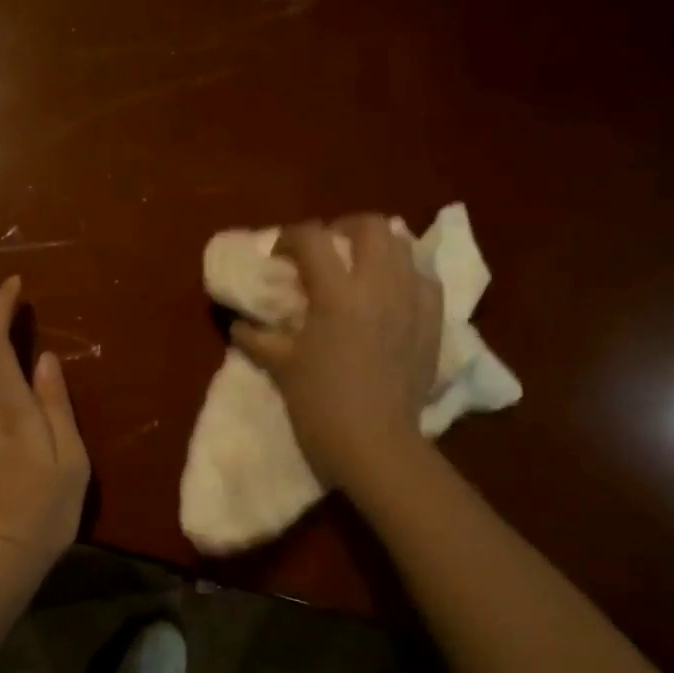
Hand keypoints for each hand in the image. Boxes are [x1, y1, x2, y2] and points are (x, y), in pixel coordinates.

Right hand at [231, 215, 444, 491]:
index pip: (311, 238)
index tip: (279, 255)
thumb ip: (257, 339)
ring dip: (378, 246)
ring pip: (403, 246)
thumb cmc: (320, 405)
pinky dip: (407, 274)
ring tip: (360, 265)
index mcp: (337, 293)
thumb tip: (239, 324)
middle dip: (341, 228)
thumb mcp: (281, 367)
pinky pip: (426, 279)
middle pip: (368, 226)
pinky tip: (393, 292)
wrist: (375, 445)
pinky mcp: (434, 323)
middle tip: (326, 250)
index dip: (290, 237)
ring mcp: (412, 302)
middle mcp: (379, 286)